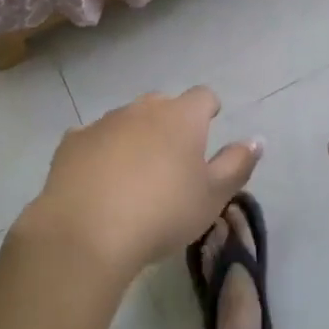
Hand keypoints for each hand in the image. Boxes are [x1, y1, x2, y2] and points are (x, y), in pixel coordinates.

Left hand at [19, 88, 260, 277]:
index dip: (208, 109)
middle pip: (162, 105)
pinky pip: (93, 139)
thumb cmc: (162, 213)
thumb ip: (237, 164)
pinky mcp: (72, 142)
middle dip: (170, 122)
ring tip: (134, 174)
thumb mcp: (212, 197)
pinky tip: (98, 181)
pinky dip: (100, 152)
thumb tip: (256, 139)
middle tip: (173, 158)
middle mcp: (142, 109)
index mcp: (181, 117)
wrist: (87, 232)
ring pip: (126, 120)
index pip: (203, 96)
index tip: (209, 126)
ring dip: (134, 137)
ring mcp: (104, 122)